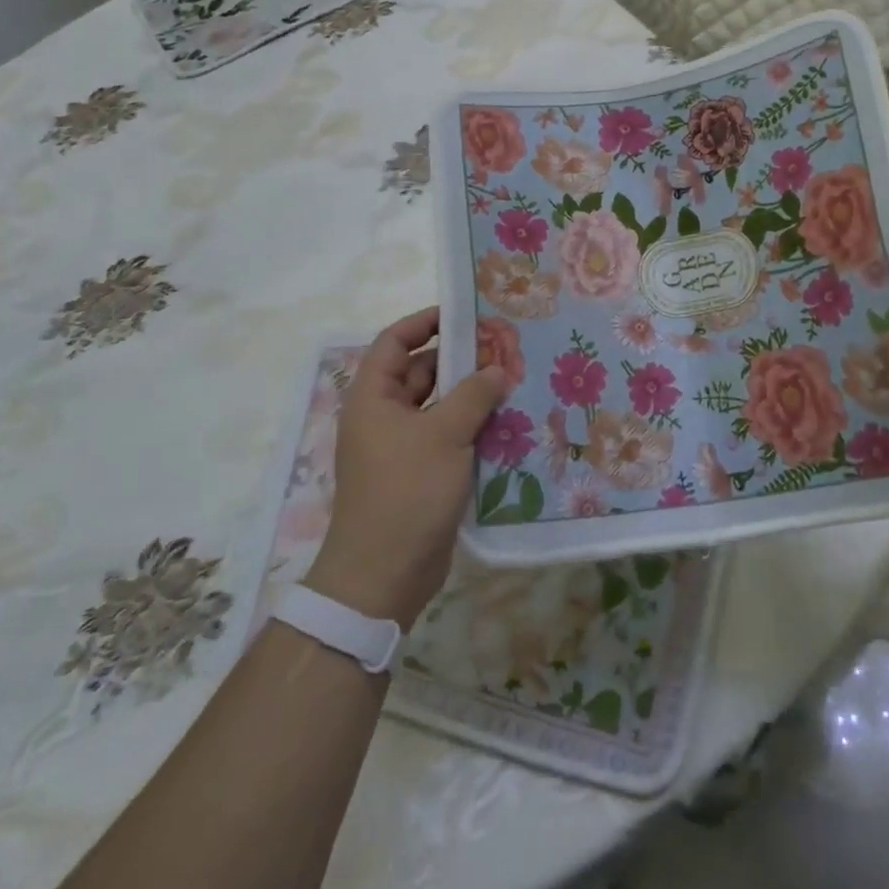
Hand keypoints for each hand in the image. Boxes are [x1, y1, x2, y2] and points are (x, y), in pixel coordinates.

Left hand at [305, 308, 510, 628]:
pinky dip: (473, 426)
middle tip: (505, 346)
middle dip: (460, 359)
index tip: (465, 313)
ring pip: (439, 405)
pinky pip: (448, 436)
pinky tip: (509, 421)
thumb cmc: (406, 491)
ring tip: (515, 379)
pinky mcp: (421, 472)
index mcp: (373, 397)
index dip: (425, 322)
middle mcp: (384, 416)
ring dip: (472, 394)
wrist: (384, 575)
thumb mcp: (444, 435)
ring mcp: (402, 446)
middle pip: (422, 372)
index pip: (394, 342)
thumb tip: (497, 369)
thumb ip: (474, 395)